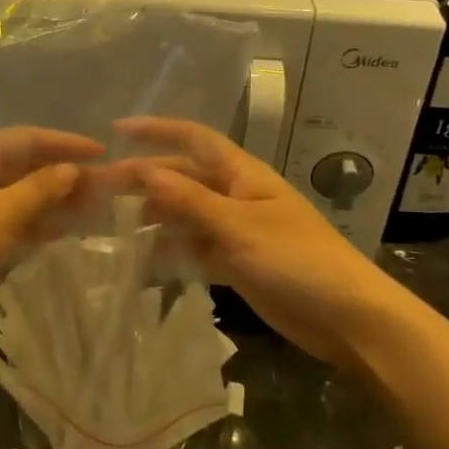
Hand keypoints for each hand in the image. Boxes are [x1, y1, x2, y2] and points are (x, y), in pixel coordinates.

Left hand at [0, 127, 102, 346]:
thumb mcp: (4, 213)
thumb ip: (43, 188)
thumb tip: (73, 169)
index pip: (28, 137)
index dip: (67, 144)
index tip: (103, 153)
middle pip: (21, 165)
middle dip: (61, 176)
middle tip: (103, 188)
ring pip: (15, 195)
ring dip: (50, 202)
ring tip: (90, 211)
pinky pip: (4, 220)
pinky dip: (31, 224)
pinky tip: (59, 235)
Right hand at [115, 117, 393, 364]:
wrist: (349, 319)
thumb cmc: (298, 260)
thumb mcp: (239, 227)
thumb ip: (190, 200)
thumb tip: (144, 170)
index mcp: (243, 175)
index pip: (195, 139)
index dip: (157, 130)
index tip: (116, 129)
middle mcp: (236, 196)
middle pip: (184, 178)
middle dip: (145, 179)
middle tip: (100, 190)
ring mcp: (237, 231)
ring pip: (186, 215)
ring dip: (154, 217)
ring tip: (112, 226)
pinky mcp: (237, 264)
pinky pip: (195, 249)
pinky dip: (172, 252)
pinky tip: (143, 261)